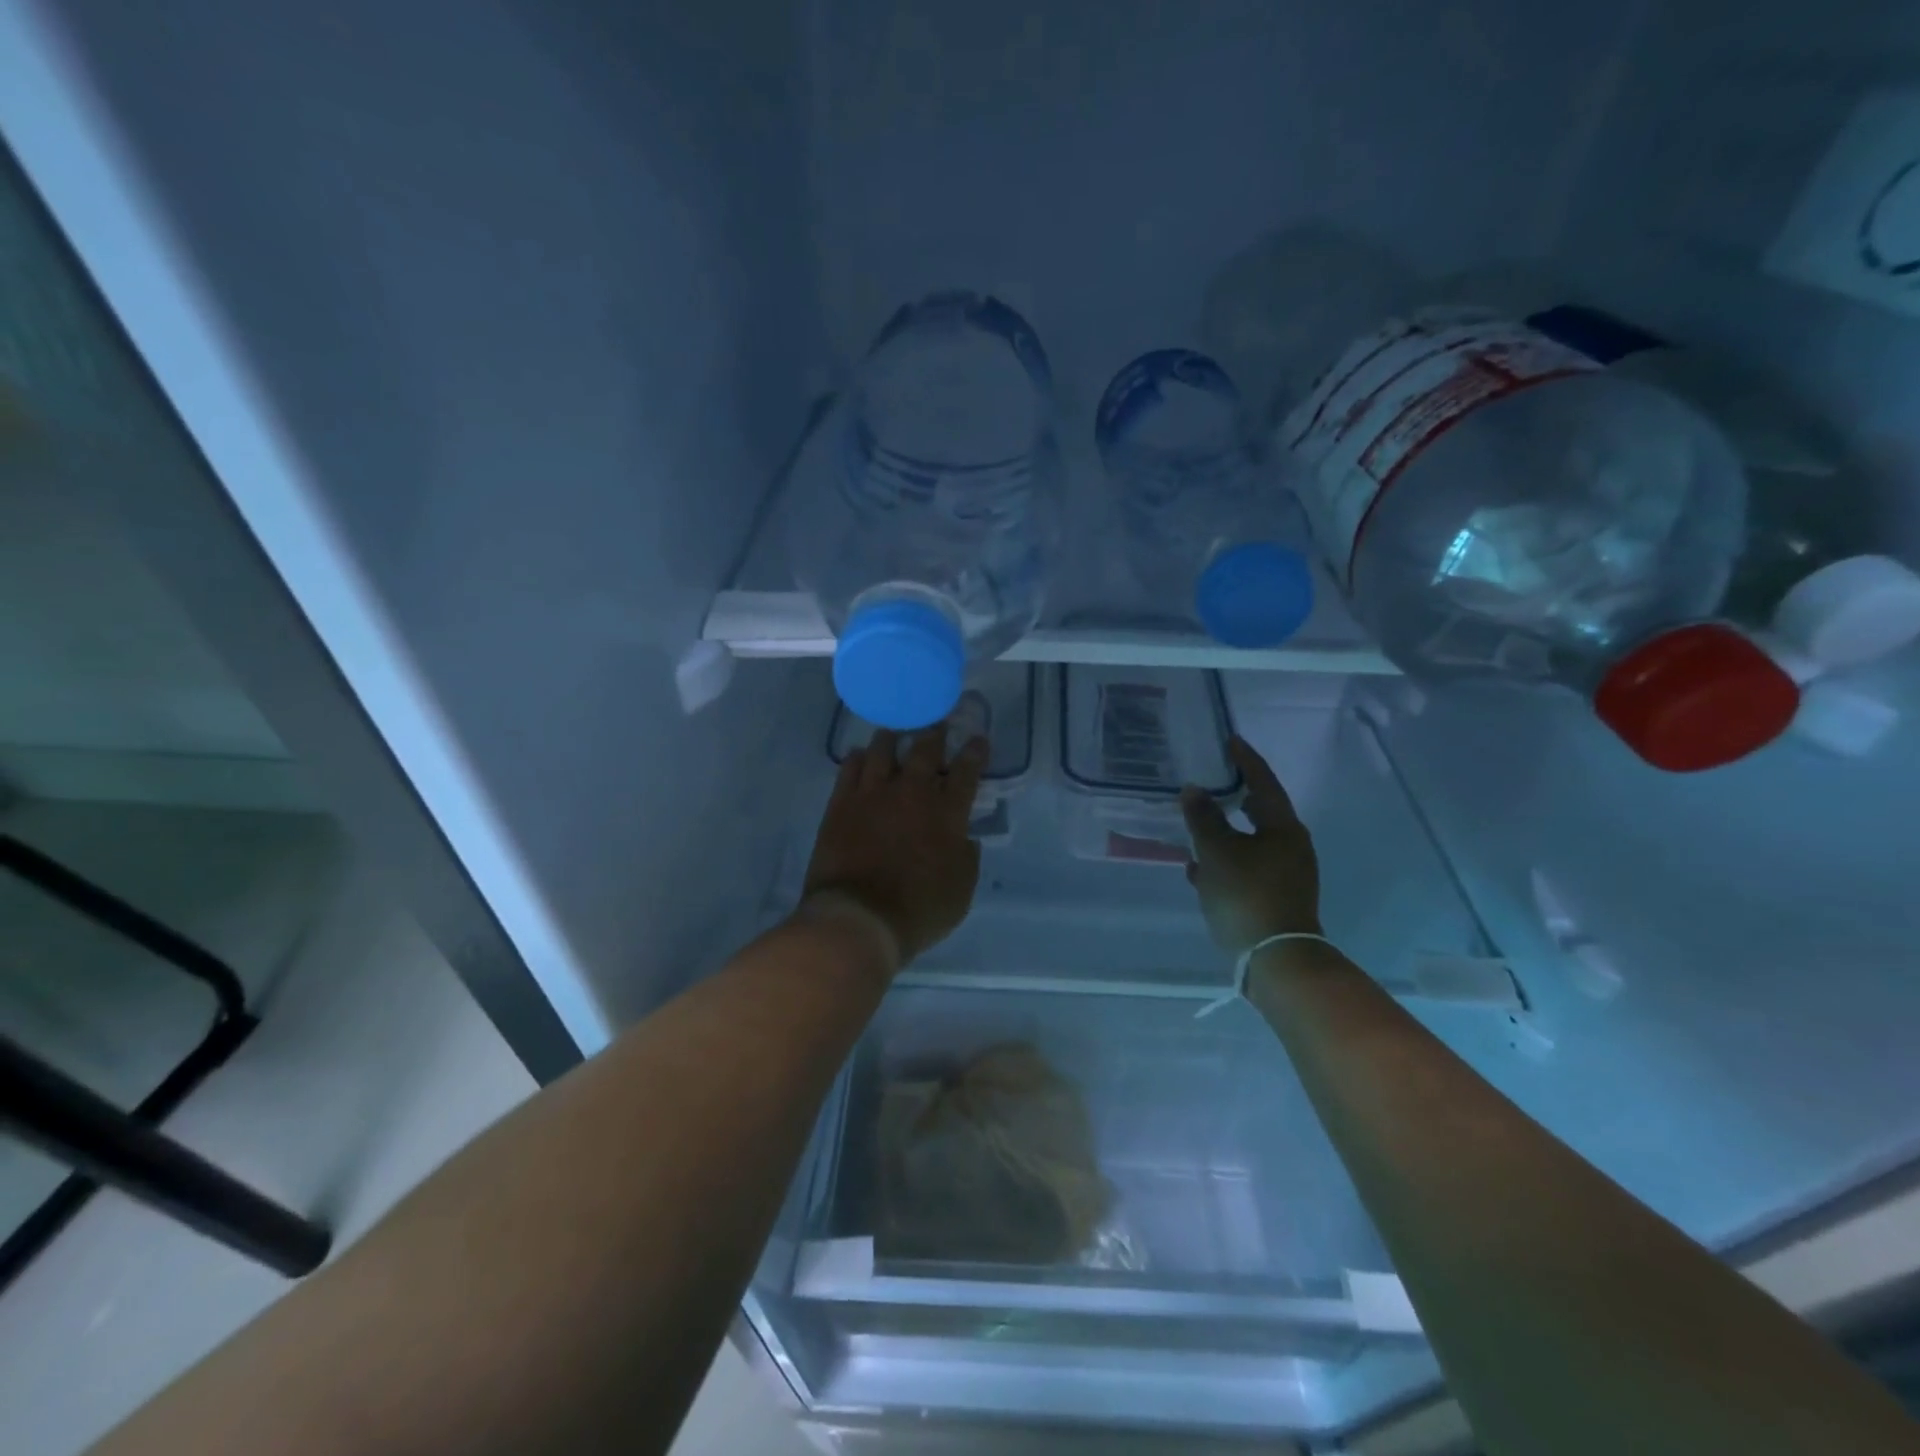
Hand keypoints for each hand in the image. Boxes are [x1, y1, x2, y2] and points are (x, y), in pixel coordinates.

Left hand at [802, 726, 987, 968]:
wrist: (859, 917)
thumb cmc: (919, 910)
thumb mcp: (962, 890)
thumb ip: (966, 857)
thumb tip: (963, 837)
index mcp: (947, 813)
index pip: (966, 771)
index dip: (974, 752)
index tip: (977, 739)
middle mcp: (912, 793)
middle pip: (925, 750)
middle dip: (934, 733)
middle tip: (936, 724)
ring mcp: (873, 794)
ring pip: (884, 751)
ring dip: (893, 738)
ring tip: (894, 732)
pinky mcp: (841, 803)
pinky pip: (849, 769)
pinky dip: (858, 758)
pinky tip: (860, 755)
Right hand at [1181, 735, 1322, 952]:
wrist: (1274, 958)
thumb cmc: (1246, 894)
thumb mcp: (1216, 851)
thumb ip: (1203, 817)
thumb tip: (1194, 789)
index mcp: (1283, 827)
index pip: (1263, 782)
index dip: (1246, 760)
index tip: (1230, 740)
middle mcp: (1290, 846)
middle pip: (1261, 812)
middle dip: (1236, 796)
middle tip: (1213, 779)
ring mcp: (1285, 875)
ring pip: (1250, 842)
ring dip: (1225, 832)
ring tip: (1197, 823)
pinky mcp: (1274, 898)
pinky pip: (1246, 869)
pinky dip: (1225, 862)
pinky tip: (1198, 869)